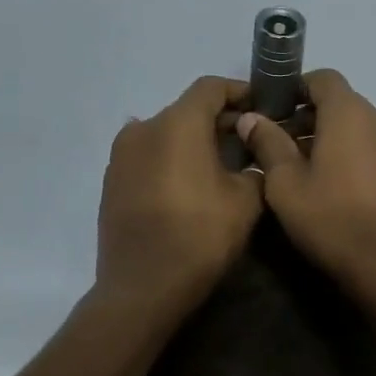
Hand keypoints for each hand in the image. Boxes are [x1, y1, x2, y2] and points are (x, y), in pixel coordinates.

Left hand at [96, 77, 264, 314]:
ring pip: (166, 134)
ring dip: (194, 142)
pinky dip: (171, 161)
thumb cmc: (200, 236)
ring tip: (221, 166)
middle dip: (220, 121)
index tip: (263, 106)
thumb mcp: (247, 200)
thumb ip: (256, 167)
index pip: (211, 88)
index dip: (240, 91)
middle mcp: (143, 129)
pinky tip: (189, 187)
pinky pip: (148, 158)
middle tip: (250, 142)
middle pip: (187, 110)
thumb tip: (253, 159)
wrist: (142, 287)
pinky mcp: (112, 182)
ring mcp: (121, 156)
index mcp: (177, 124)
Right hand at [237, 70, 375, 303]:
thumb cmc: (333, 221)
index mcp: (351, 113)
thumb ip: (268, 144)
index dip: (296, 89)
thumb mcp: (287, 185)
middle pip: (342, 103)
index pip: (323, 79)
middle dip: (310, 117)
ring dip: (332, 137)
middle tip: (281, 147)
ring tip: (307, 170)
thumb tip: (251, 117)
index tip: (274, 112)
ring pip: (360, 126)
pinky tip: (338, 185)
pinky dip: (354, 153)